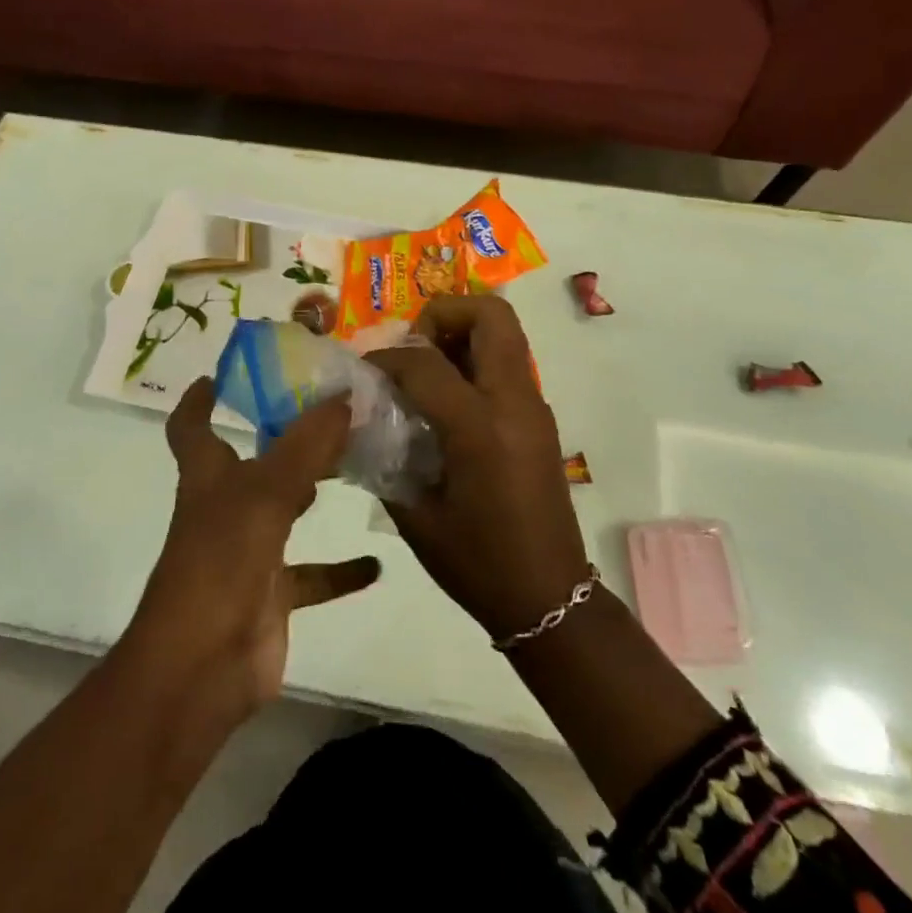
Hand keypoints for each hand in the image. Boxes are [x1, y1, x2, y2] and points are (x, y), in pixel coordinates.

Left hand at [125, 378, 380, 727]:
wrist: (201, 668)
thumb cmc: (221, 563)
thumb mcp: (265, 494)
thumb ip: (306, 445)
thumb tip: (344, 396)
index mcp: (208, 478)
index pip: (192, 428)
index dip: (199, 400)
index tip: (221, 374)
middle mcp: (224, 509)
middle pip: (252, 463)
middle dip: (282, 437)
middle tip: (329, 411)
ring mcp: (247, 554)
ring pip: (285, 512)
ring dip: (313, 492)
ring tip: (357, 465)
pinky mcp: (271, 596)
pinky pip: (311, 576)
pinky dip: (340, 570)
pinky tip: (376, 564)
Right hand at [366, 297, 589, 642]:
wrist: (550, 598)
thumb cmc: (478, 563)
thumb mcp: (416, 515)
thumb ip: (385, 456)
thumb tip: (361, 418)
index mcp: (480, 428)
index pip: (424, 361)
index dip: (385, 358)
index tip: (363, 373)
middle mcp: (514, 403)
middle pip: (490, 315)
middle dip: (443, 314)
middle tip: (412, 348)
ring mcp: (534, 407)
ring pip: (504, 332)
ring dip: (461, 333)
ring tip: (424, 372)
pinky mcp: (539, 417)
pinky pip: (507, 363)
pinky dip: (474, 360)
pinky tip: (445, 402)